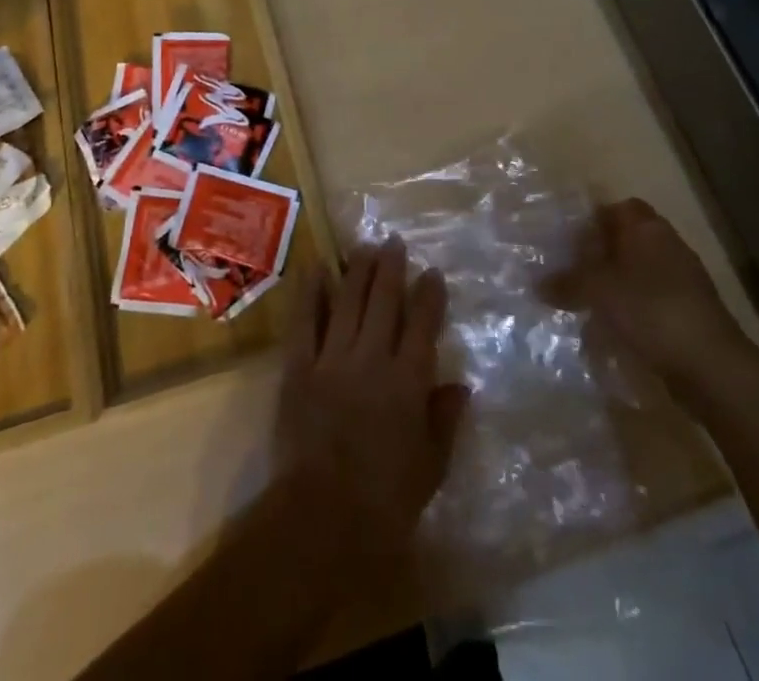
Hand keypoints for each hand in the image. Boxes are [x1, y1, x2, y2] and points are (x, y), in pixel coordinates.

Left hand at [275, 239, 468, 557]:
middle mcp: (372, 358)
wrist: (323, 516)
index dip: (429, 295)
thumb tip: (460, 384)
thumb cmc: (386, 501)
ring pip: (347, 301)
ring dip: (356, 270)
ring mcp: (332, 358)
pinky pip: (304, 321)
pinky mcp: (299, 367)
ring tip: (364, 245)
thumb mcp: (431, 467)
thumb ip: (445, 421)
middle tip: (393, 241)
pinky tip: (315, 267)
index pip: (422, 325)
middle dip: (391, 268)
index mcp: (408, 381)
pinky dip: (309, 292)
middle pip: (384, 301)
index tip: (432, 272)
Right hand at [547, 199, 753, 403]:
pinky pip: (650, 303)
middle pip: (628, 241)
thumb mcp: (598, 291)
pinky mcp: (688, 315)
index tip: (569, 238)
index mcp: (648, 229)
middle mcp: (668, 247)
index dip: (594, 219)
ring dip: (613, 285)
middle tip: (569, 270)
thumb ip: (567, 282)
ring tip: (583, 303)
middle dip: (600, 255)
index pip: (620, 208)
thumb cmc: (651, 311)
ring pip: (638, 273)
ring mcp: (683, 282)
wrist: (712, 368)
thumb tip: (538, 283)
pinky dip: (630, 311)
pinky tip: (610, 330)